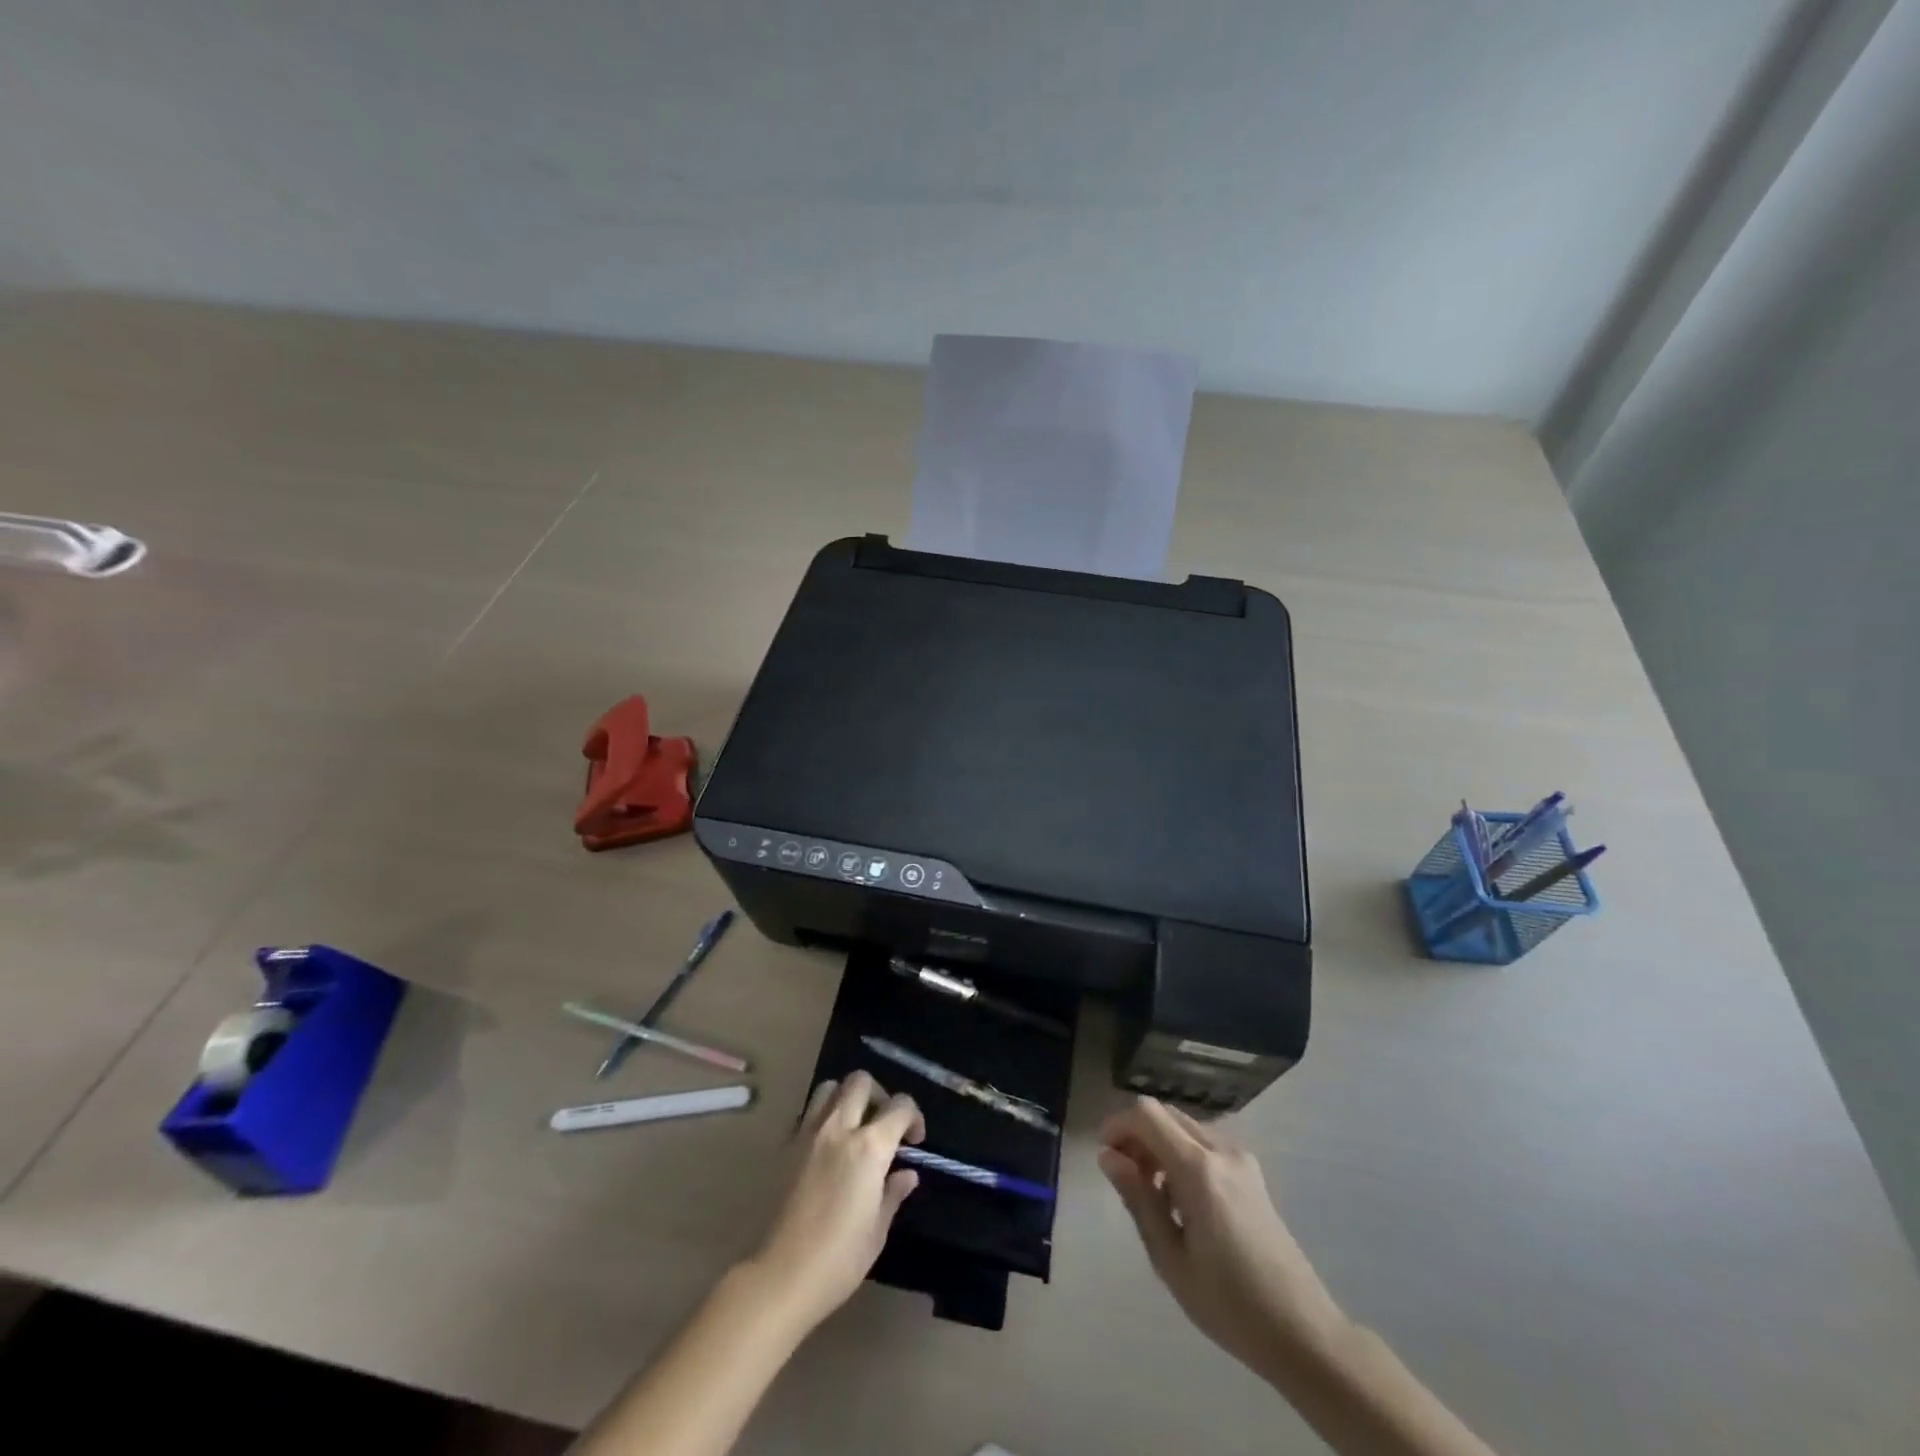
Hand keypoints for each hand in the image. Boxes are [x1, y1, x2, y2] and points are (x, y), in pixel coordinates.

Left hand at [745, 1072, 924, 1335]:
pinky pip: (809, 1112)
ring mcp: (809, 1133)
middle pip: (861, 1081)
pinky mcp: (787, 1145)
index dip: (914, 1116)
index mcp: (870, 1147)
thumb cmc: (838, 1260)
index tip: (915, 1140)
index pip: (900, 1106)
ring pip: (831, 1087)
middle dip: (879, 1095)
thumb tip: (907, 1174)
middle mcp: (839, 1128)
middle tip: (883, 1125)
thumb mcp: (877, 1231)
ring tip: (854, 1126)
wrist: (780, 1275)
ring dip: (847, 1097)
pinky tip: (828, 1146)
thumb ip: (893, 1193)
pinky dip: (823, 1115)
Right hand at [1098, 1098, 1344, 1376]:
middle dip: (1137, 1135)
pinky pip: (1205, 1146)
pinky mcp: (1252, 1175)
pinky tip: (1182, 1202)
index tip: (1104, 1154)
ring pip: (1186, 1129)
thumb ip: (1138, 1199)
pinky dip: (1182, 1156)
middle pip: (1166, 1115)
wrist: (1303, 1332)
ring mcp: (1242, 1161)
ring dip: (1160, 1145)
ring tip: (1151, 1196)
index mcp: (1199, 1169)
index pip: (1147, 1115)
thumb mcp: (1170, 1259)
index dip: (1118, 1124)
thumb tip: (1108, 1156)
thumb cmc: (1229, 1304)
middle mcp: (1221, 1151)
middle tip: (1124, 1177)